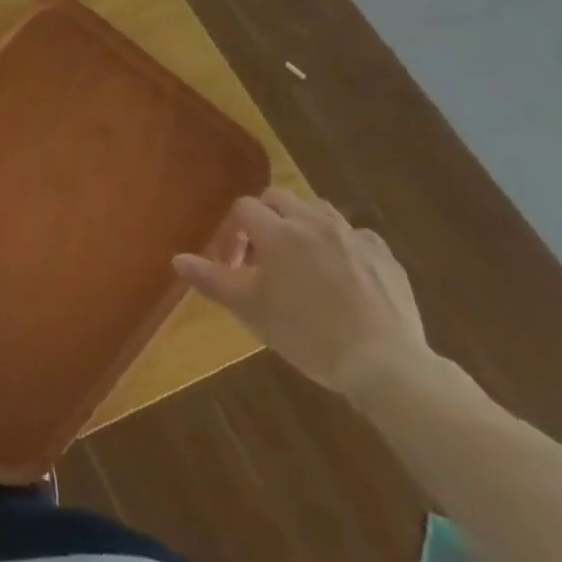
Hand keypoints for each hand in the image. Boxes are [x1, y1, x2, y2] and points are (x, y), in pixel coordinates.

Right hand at [173, 188, 431, 394]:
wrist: (383, 363)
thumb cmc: (306, 333)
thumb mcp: (249, 309)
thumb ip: (211, 279)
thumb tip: (177, 259)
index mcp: (277, 232)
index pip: (243, 208)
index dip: (232, 231)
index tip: (233, 264)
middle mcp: (314, 222)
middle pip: (279, 198)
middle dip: (265, 218)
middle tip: (263, 257)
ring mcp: (353, 236)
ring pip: (318, 211)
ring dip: (302, 225)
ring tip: (301, 262)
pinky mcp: (385, 255)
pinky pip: (355, 235)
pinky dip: (341, 245)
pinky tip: (342, 274)